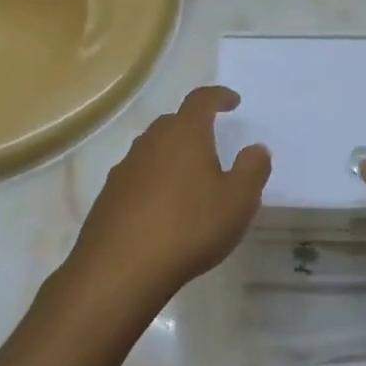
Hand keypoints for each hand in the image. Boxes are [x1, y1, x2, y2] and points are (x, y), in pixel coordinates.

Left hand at [62, 86, 270, 317]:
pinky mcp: (109, 197)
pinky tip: (164, 209)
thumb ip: (252, 169)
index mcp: (184, 134)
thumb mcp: (238, 200)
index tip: (232, 101)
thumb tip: (255, 148)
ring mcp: (125, 169)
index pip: (201, 100)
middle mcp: (151, 142)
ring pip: (153, 150)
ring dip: (172, 156)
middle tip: (212, 142)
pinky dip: (154, 182)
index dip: (218, 96)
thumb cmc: (189, 227)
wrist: (120, 269)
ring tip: (190, 178)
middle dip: (194, 126)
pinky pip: (138, 178)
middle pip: (173, 122)